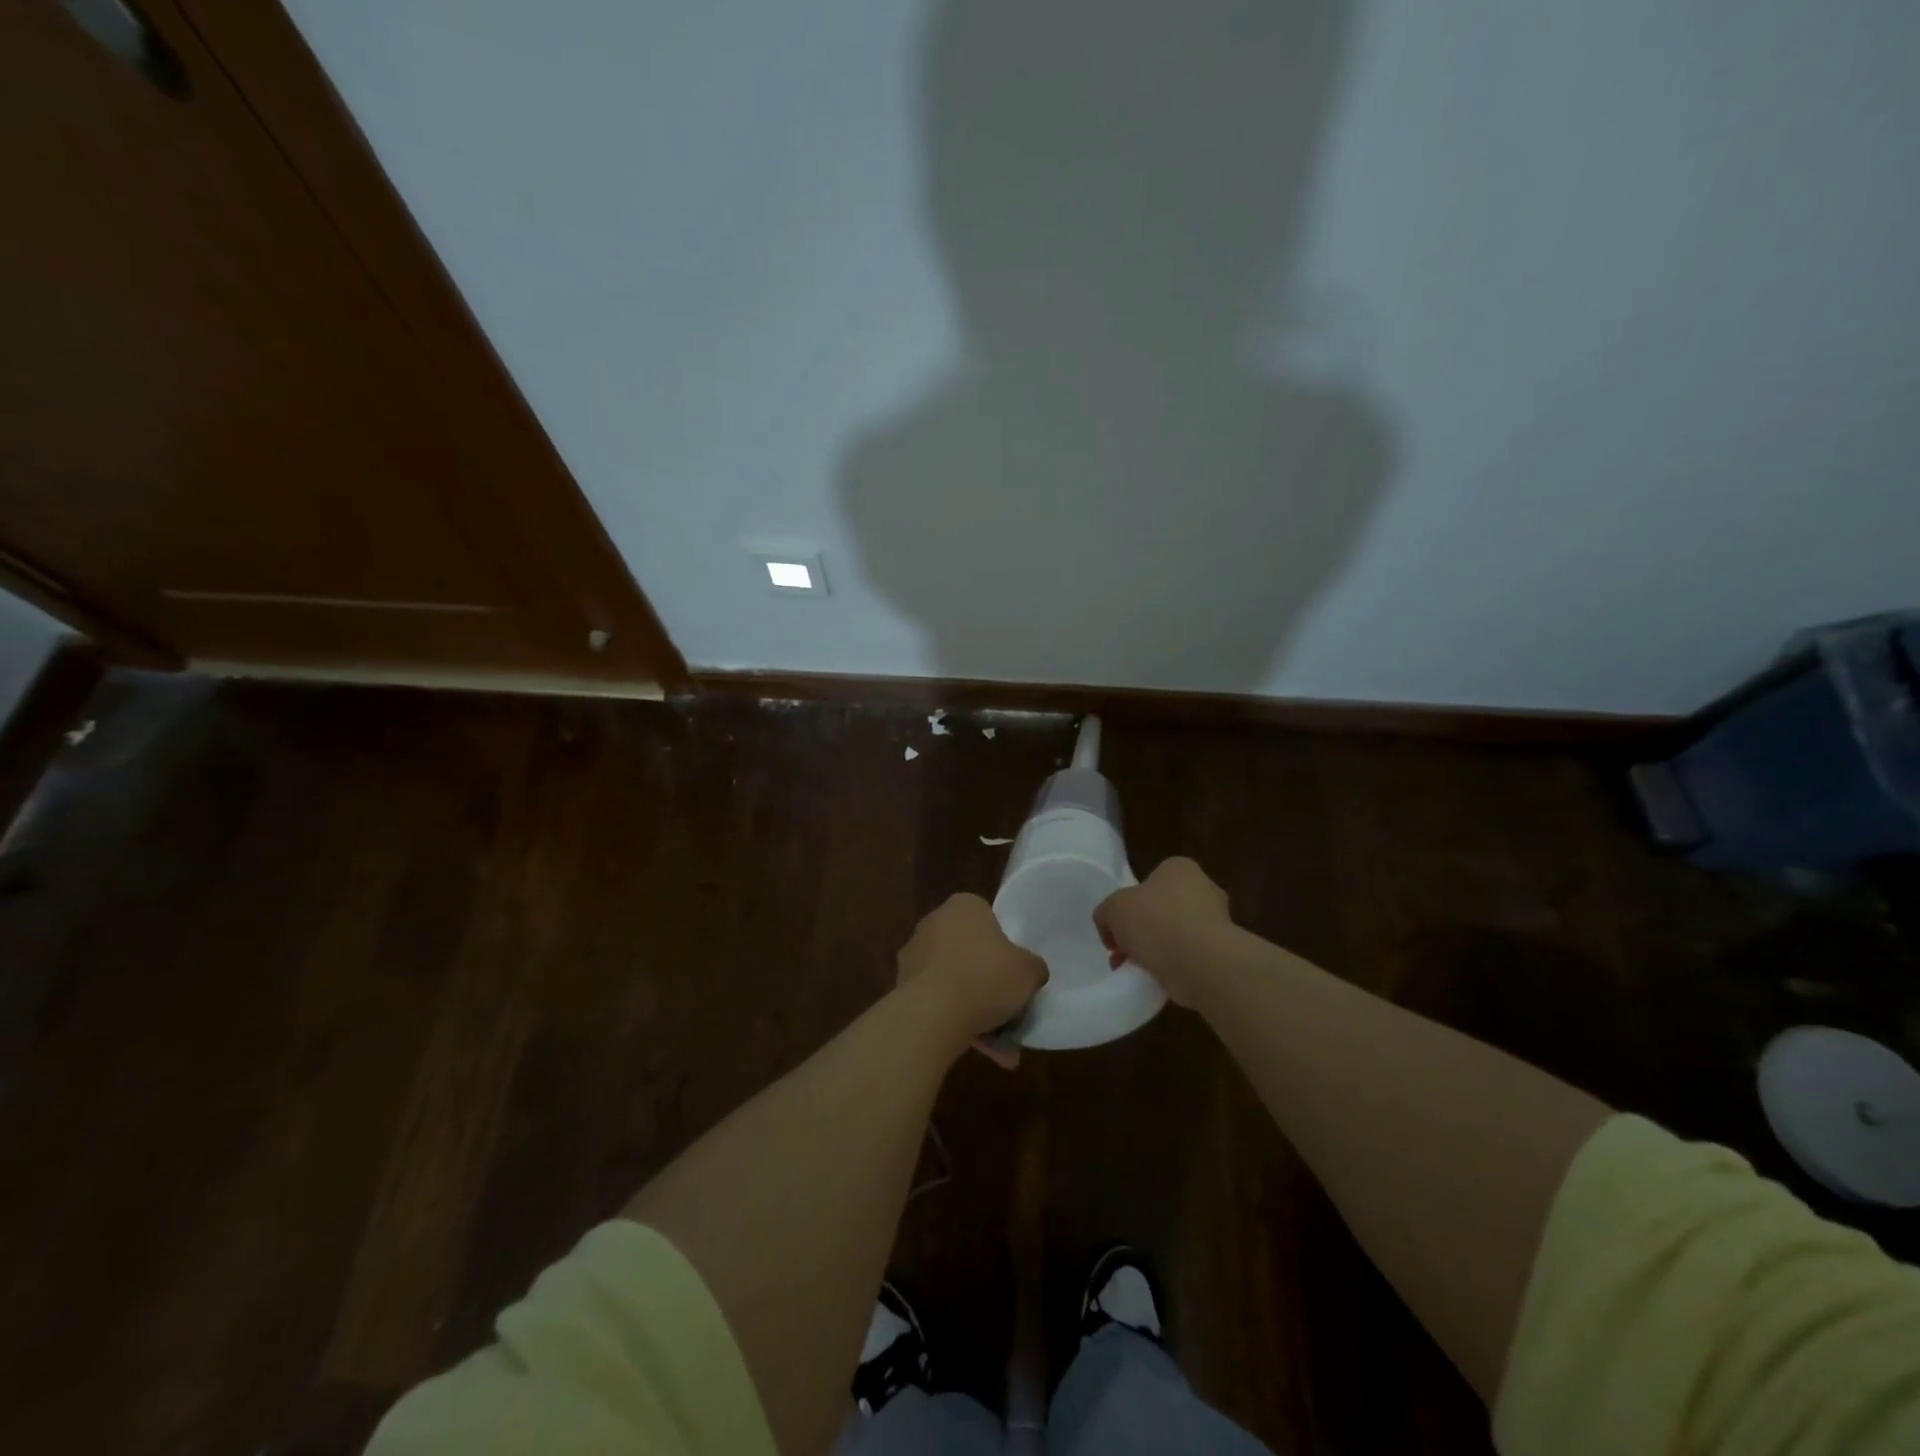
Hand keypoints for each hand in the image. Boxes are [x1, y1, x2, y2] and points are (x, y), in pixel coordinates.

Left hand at [896, 893, 1046, 1066]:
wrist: (933, 1013)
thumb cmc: (985, 976)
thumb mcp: (1029, 971)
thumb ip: (1033, 967)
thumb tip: (1032, 973)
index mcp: (963, 906)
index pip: (988, 920)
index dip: (1004, 947)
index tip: (1014, 972)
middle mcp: (934, 923)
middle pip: (969, 952)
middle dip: (987, 982)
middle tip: (1008, 1008)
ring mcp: (914, 955)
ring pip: (954, 981)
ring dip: (974, 1009)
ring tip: (1000, 1046)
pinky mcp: (902, 987)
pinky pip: (938, 1002)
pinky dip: (956, 1022)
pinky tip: (980, 1049)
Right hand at [1093, 857, 1232, 1006]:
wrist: (1201, 963)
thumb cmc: (1156, 921)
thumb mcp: (1113, 908)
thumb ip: (1106, 913)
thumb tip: (1110, 928)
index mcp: (1180, 869)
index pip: (1150, 881)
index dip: (1129, 904)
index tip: (1116, 928)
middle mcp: (1204, 890)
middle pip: (1162, 910)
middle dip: (1141, 931)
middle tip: (1122, 952)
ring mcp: (1218, 923)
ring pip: (1175, 936)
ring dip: (1155, 953)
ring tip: (1134, 972)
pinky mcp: (1222, 954)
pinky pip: (1189, 958)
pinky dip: (1172, 969)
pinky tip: (1155, 981)